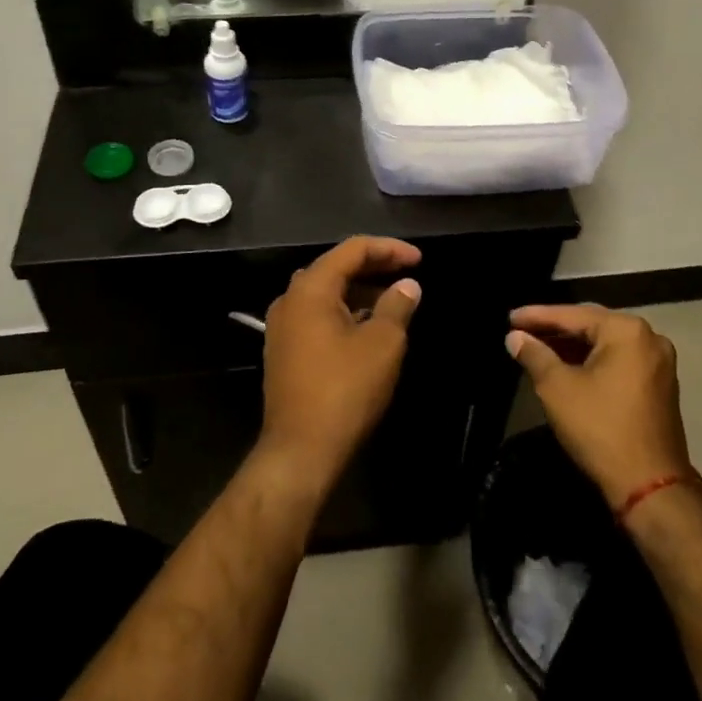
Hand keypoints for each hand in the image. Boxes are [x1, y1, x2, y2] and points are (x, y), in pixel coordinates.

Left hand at [260, 237, 422, 497]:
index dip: (389, 248)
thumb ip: (397, 306)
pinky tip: (368, 327)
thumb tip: (408, 285)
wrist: (300, 451)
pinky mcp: (284, 351)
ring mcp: (282, 327)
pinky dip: (345, 312)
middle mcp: (290, 300)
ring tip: (393, 300)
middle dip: (374, 266)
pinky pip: (317, 316)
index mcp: (311, 289)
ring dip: (360, 291)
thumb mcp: (382, 344)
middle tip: (408, 273)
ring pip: (326, 293)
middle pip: (336, 267)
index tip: (419, 259)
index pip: (352, 249)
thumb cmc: (344, 390)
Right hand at [507, 305, 693, 511]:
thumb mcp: (557, 388)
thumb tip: (515, 337)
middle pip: (591, 325)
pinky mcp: (659, 385)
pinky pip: (618, 361)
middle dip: (555, 329)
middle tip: (521, 330)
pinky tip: (566, 366)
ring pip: (605, 345)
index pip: (573, 315)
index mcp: (627, 330)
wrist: (650, 487)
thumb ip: (534, 355)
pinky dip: (592, 361)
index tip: (510, 317)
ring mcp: (658, 363)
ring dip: (572, 347)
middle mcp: (649, 338)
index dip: (537, 316)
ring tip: (538, 347)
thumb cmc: (600, 428)